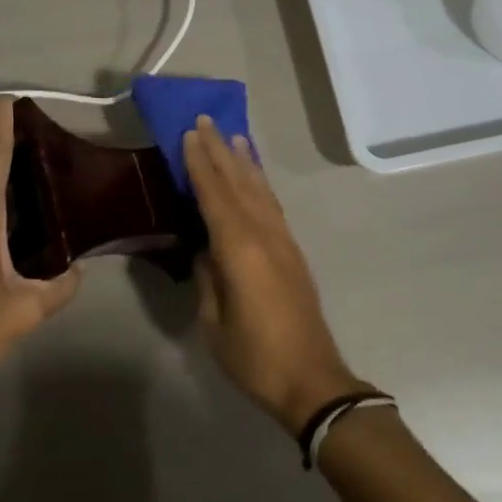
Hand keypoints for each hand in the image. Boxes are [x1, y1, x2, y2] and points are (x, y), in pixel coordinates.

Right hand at [183, 117, 366, 433]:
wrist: (312, 381)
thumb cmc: (254, 356)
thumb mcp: (214, 322)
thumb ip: (207, 278)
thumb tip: (204, 249)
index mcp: (239, 249)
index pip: (214, 194)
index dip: (200, 163)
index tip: (189, 133)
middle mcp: (264, 234)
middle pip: (239, 183)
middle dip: (221, 150)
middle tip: (206, 120)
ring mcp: (283, 241)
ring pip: (260, 189)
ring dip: (245, 161)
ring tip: (234, 135)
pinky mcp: (292, 252)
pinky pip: (272, 205)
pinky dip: (261, 183)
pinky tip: (255, 178)